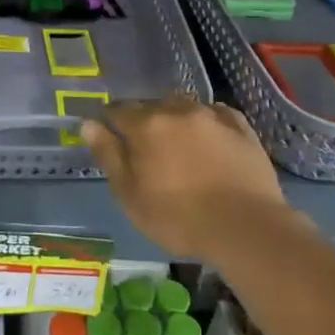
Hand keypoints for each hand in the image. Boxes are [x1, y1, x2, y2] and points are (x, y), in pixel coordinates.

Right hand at [81, 94, 294, 264]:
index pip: (116, 111)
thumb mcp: (130, 195)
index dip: (109, 123)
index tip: (110, 139)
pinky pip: (217, 114)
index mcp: (145, 125)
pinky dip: (207, 121)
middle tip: (146, 150)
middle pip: (151, 106)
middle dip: (144, 122)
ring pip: (183, 106)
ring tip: (179, 144)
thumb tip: (88, 124)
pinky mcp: (241, 127)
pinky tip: (209, 137)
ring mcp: (211, 116)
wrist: (246, 228)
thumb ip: (108, 155)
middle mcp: (176, 110)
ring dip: (175, 119)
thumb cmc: (178, 218)